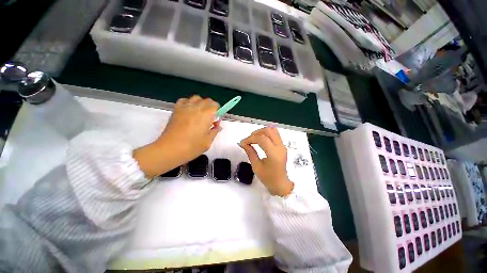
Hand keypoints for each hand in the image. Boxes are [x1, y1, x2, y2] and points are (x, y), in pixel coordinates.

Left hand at [134, 95, 220, 177]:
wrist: (169, 149)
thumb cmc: (191, 147)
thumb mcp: (208, 142)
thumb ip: (214, 131)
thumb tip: (217, 125)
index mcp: (206, 115)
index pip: (215, 105)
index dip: (218, 111)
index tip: (217, 118)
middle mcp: (196, 108)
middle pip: (207, 100)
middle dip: (211, 106)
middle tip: (210, 117)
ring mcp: (185, 108)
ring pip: (196, 98)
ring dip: (201, 103)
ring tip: (200, 113)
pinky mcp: (176, 110)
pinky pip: (184, 100)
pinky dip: (189, 103)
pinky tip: (189, 111)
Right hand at [239, 127, 293, 196]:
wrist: (281, 184)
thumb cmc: (268, 178)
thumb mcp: (256, 166)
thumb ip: (250, 153)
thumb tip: (242, 144)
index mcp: (274, 154)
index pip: (262, 139)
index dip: (250, 139)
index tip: (243, 143)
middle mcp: (280, 147)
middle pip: (269, 131)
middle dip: (256, 132)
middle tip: (249, 139)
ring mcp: (282, 146)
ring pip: (273, 130)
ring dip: (262, 132)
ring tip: (254, 138)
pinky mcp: (282, 146)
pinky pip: (275, 134)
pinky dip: (266, 134)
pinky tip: (260, 140)